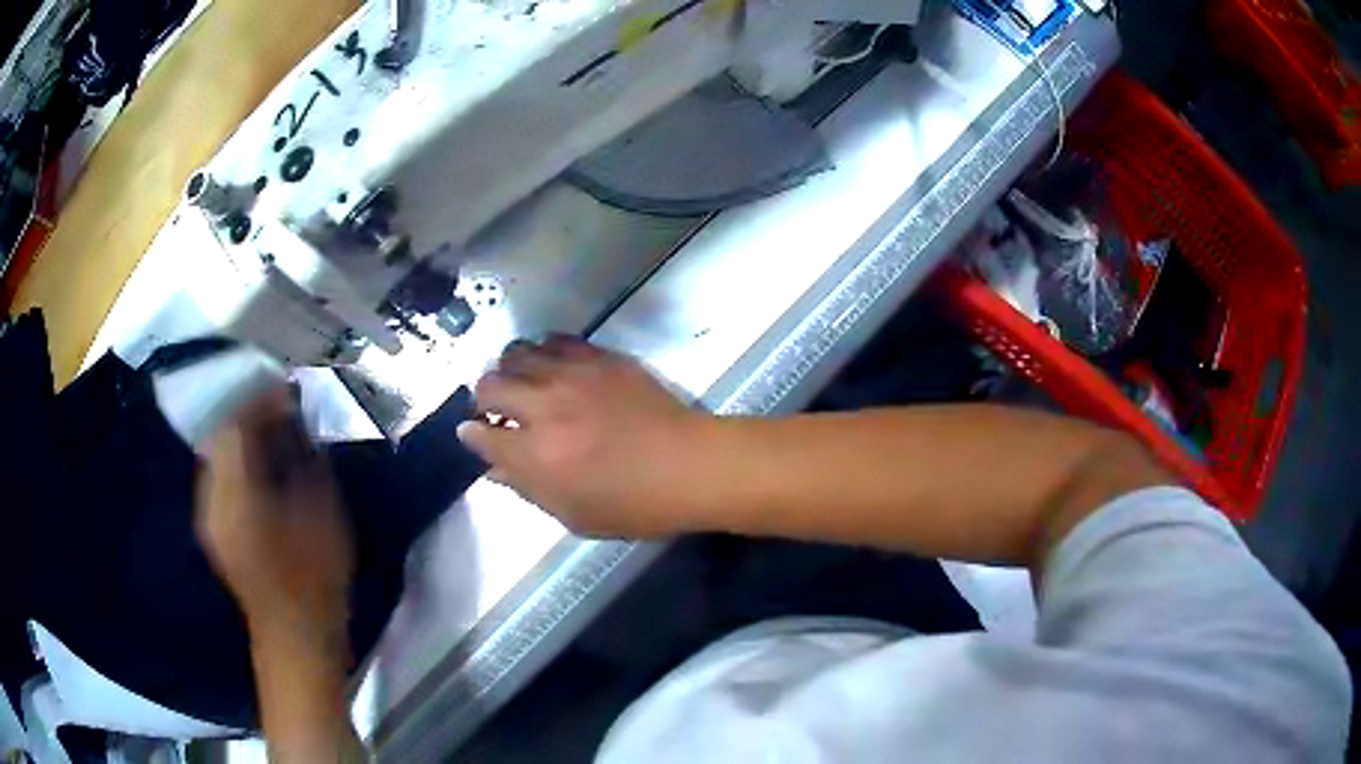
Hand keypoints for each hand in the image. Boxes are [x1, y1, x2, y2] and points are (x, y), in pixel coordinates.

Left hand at [196, 387, 353, 649]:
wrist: (295, 639)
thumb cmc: (314, 580)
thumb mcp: (321, 514)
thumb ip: (307, 460)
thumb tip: (299, 423)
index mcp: (234, 493)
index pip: (234, 424)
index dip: (260, 399)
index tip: (288, 389)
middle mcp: (211, 498)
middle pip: (220, 435)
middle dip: (250, 413)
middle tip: (282, 407)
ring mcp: (209, 515)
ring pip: (218, 455)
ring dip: (244, 437)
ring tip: (275, 431)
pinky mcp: (215, 529)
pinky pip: (220, 477)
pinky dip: (240, 460)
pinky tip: (263, 465)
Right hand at [457, 336, 717, 537]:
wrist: (690, 465)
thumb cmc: (635, 504)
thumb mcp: (576, 515)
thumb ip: (529, 490)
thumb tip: (495, 470)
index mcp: (535, 455)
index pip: (482, 435)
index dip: (472, 435)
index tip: (474, 433)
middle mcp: (544, 408)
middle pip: (489, 385)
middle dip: (483, 398)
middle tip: (496, 408)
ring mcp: (572, 376)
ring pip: (516, 353)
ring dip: (510, 369)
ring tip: (522, 383)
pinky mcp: (599, 357)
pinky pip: (555, 340)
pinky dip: (543, 351)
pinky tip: (552, 366)